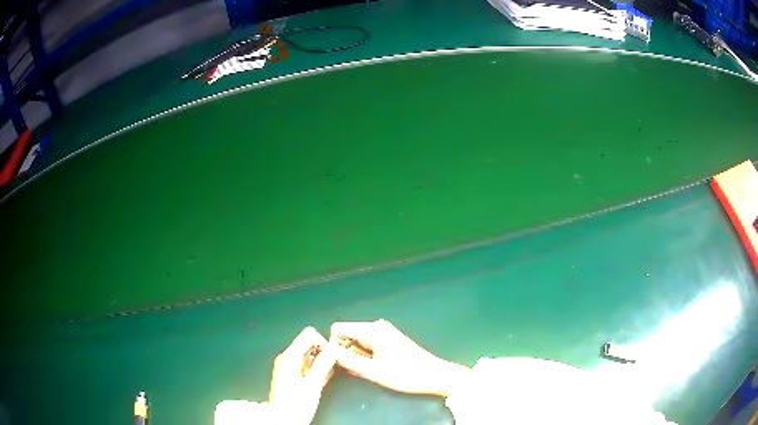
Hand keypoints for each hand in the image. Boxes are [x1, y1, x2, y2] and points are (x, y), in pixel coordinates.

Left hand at [268, 327, 336, 424]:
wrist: (282, 421)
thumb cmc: (296, 404)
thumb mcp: (313, 385)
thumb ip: (323, 364)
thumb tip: (334, 347)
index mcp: (289, 356)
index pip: (309, 334)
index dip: (323, 343)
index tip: (332, 358)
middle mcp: (287, 358)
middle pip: (309, 344)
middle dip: (323, 353)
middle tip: (329, 371)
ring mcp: (288, 367)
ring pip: (309, 355)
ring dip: (320, 363)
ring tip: (323, 379)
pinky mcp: (291, 375)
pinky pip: (306, 365)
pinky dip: (315, 370)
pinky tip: (319, 383)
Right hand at [330, 319, 469, 396]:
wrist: (435, 375)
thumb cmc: (405, 374)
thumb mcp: (373, 371)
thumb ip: (348, 361)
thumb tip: (329, 352)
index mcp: (372, 329)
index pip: (338, 328)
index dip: (334, 345)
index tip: (339, 362)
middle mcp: (377, 325)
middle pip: (348, 334)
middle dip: (346, 351)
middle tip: (355, 371)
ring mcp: (385, 331)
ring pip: (358, 340)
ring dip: (357, 356)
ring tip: (367, 371)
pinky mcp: (391, 339)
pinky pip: (369, 343)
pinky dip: (366, 355)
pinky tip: (375, 368)